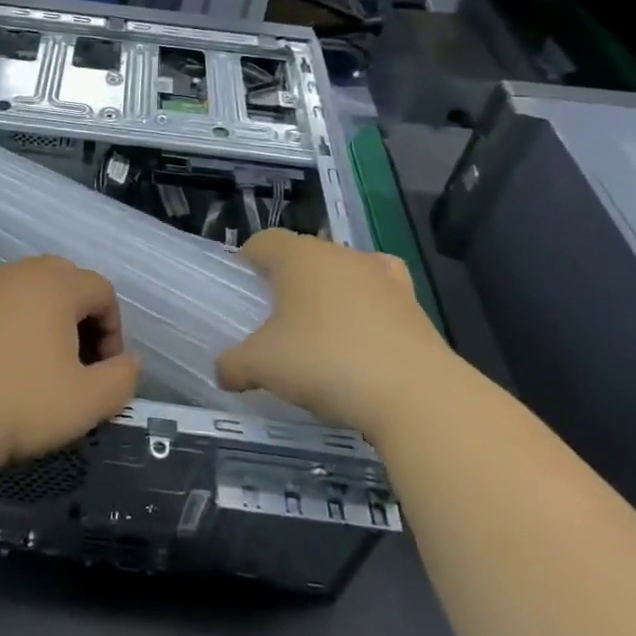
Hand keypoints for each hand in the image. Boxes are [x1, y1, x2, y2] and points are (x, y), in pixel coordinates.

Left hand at [0, 256, 140, 473]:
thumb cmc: (14, 405)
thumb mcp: (85, 404)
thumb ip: (122, 380)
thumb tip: (129, 362)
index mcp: (54, 285)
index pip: (101, 290)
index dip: (113, 330)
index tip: (102, 371)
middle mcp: (14, 272)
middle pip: (61, 282)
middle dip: (76, 319)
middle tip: (71, 364)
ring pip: (19, 291)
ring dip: (35, 321)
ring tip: (27, 367)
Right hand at [216, 229, 451, 428]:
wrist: (414, 393)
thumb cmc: (323, 361)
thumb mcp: (262, 366)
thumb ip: (233, 365)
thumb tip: (222, 372)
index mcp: (298, 256)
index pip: (264, 241)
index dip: (247, 261)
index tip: (241, 290)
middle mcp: (340, 254)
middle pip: (304, 254)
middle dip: (287, 280)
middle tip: (274, 318)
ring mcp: (381, 276)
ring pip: (342, 272)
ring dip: (328, 292)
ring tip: (319, 331)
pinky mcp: (412, 304)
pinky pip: (379, 294)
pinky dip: (367, 308)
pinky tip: (362, 336)